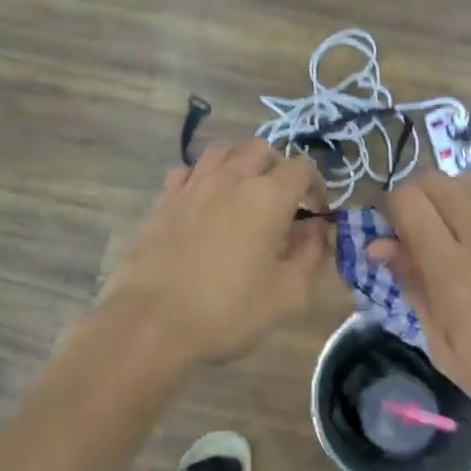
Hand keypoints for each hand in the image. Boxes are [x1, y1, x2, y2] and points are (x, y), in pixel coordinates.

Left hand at [100, 141, 329, 367]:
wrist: (152, 321)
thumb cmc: (227, 311)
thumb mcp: (287, 294)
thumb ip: (311, 254)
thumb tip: (318, 229)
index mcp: (268, 196)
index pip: (302, 167)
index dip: (315, 187)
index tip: (314, 214)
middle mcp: (231, 178)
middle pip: (262, 149)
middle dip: (279, 169)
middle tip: (282, 203)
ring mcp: (193, 184)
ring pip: (224, 150)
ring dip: (241, 163)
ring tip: (245, 193)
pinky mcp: (165, 198)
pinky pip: (190, 170)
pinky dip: (205, 176)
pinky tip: (206, 202)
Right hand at [369, 174, 470, 446]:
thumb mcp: (443, 345)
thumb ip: (413, 285)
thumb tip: (380, 246)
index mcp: (450, 267)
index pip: (407, 200)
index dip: (392, 211)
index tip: (394, 237)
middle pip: (436, 180)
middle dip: (418, 200)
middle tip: (419, 234)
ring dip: (453, 201)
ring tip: (458, 236)